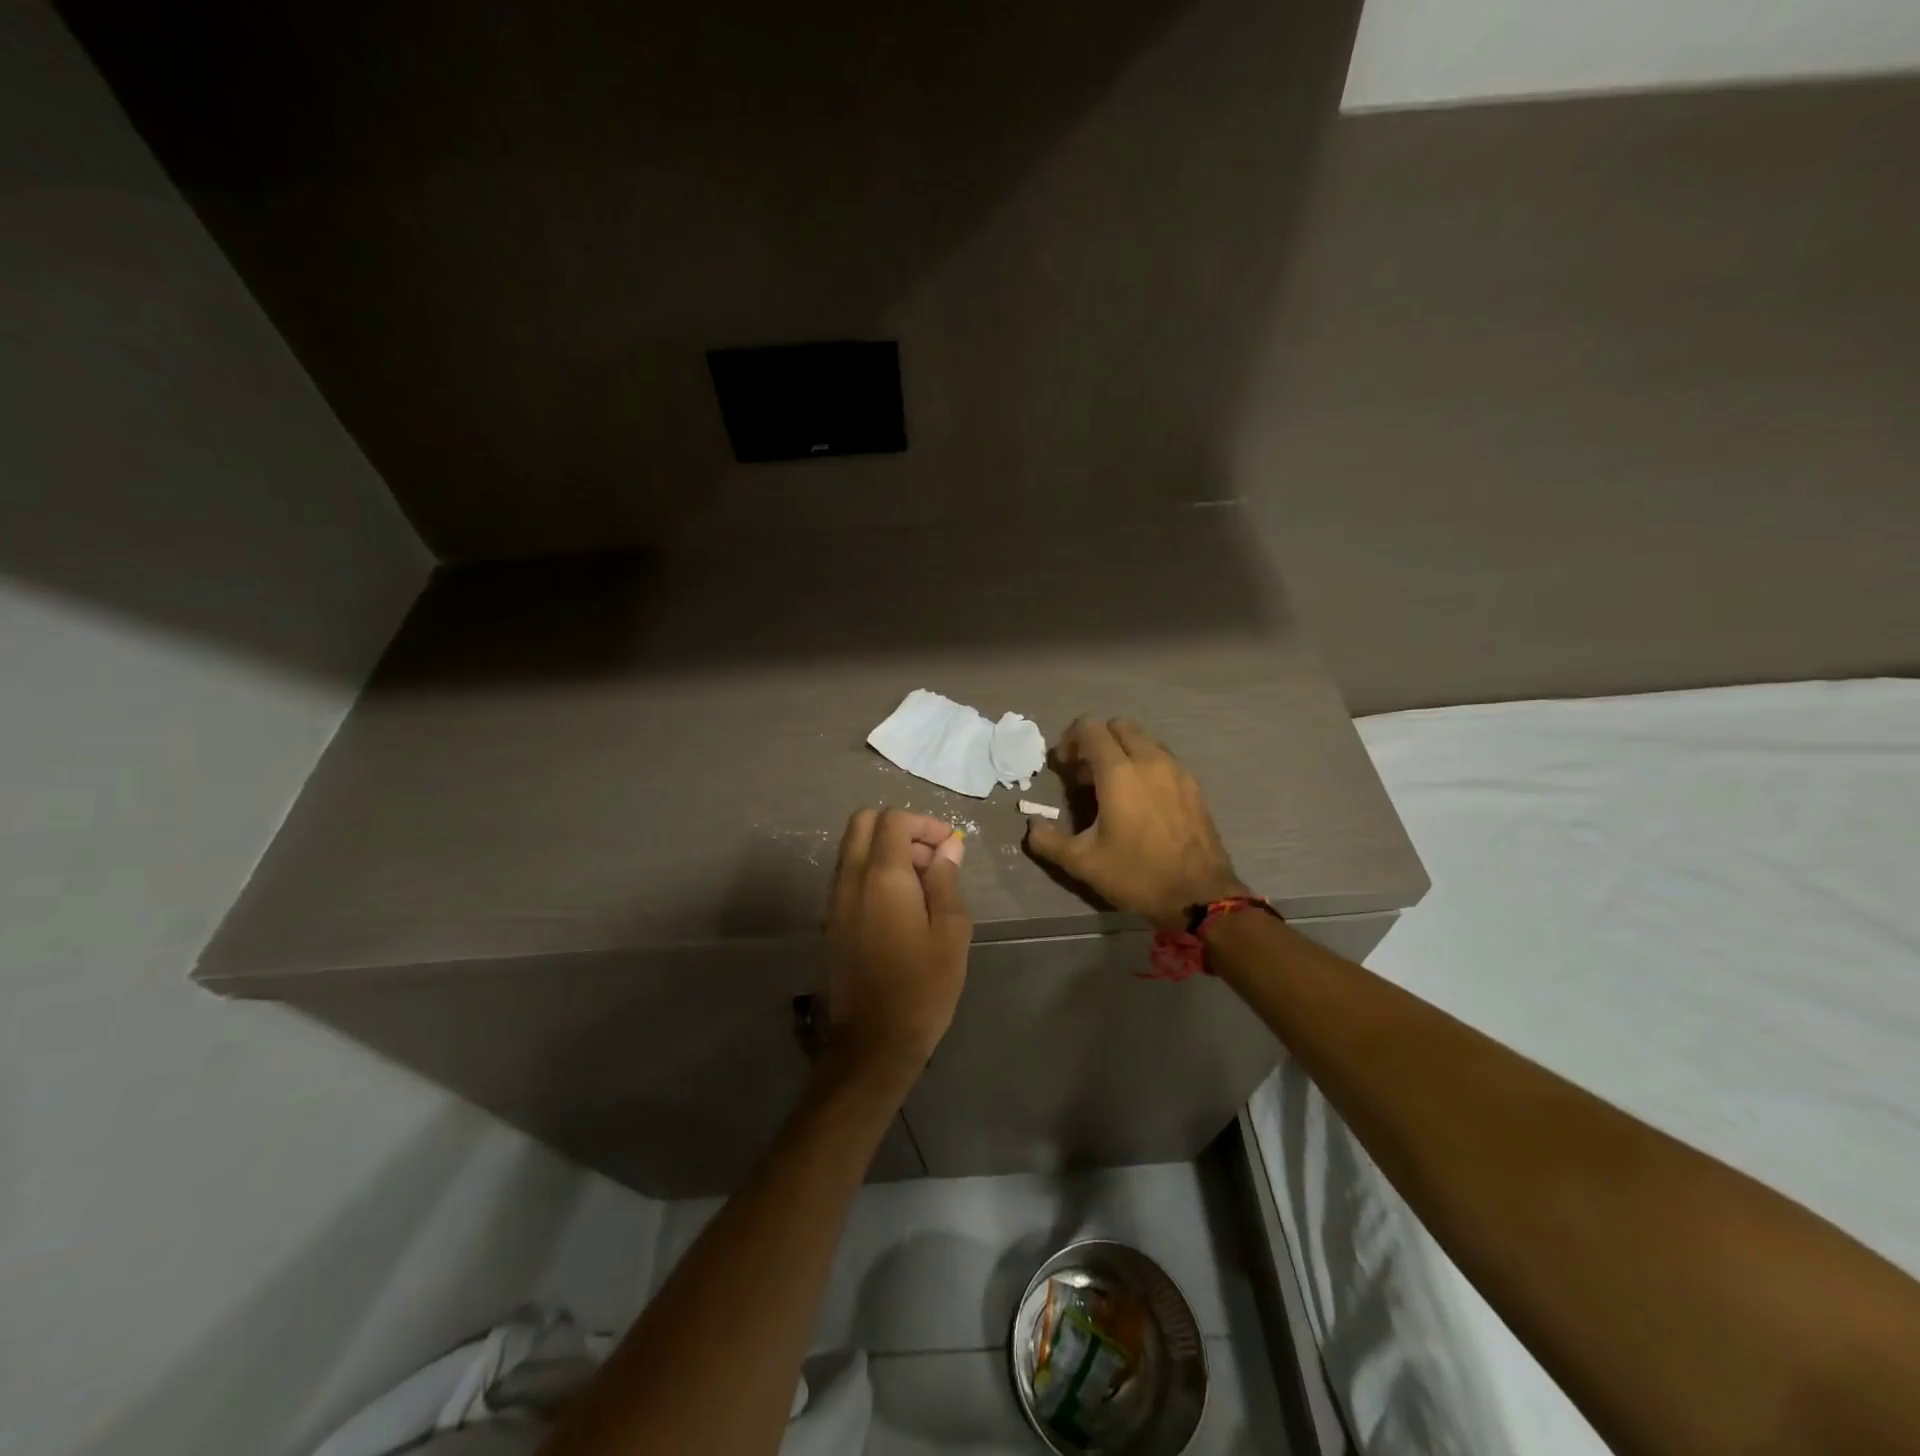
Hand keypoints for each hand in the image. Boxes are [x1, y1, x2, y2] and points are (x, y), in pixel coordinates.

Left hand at [822, 809, 971, 1086]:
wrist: (872, 1043)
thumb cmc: (922, 987)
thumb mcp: (950, 932)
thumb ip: (947, 880)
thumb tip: (949, 846)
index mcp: (882, 876)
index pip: (893, 819)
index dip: (924, 822)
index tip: (949, 846)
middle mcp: (851, 879)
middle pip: (863, 823)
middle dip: (900, 828)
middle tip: (930, 857)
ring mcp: (835, 899)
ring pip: (853, 848)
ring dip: (885, 849)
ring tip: (922, 884)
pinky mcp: (831, 920)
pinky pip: (849, 875)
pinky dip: (873, 871)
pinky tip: (901, 905)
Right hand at [1026, 717, 1248, 928]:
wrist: (1201, 896)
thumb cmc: (1137, 875)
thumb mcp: (1083, 863)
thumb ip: (1049, 841)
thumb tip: (1032, 826)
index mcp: (1119, 772)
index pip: (1090, 728)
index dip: (1070, 740)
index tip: (1064, 768)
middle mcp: (1150, 760)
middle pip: (1118, 726)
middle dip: (1097, 741)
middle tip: (1085, 775)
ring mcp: (1176, 770)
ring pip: (1144, 739)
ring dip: (1122, 752)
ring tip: (1112, 788)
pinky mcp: (1193, 785)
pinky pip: (1163, 758)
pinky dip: (1145, 765)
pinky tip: (1140, 800)